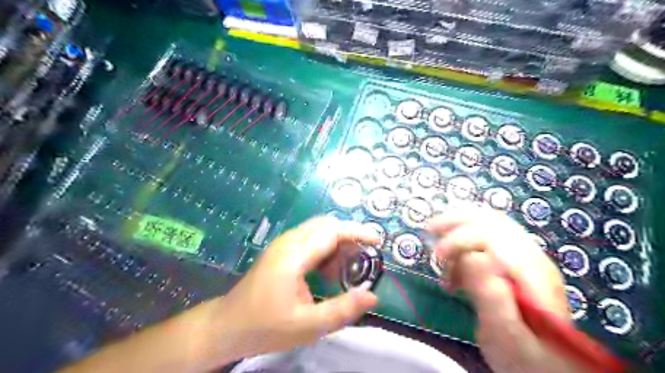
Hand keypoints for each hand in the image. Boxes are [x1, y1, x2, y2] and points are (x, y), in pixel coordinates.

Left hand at [59, 216, 377, 372]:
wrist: (226, 325)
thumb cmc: (264, 327)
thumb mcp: (307, 326)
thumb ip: (341, 310)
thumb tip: (373, 296)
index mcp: (293, 256)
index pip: (332, 231)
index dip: (357, 232)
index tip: (377, 241)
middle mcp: (288, 242)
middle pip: (326, 225)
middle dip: (349, 236)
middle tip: (363, 259)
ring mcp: (282, 244)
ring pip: (318, 230)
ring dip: (337, 243)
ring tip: (347, 270)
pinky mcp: (280, 250)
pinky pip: (309, 238)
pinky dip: (325, 248)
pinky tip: (327, 271)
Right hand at [425, 204, 585, 371]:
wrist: (548, 366)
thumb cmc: (525, 357)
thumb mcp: (506, 336)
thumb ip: (492, 297)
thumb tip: (472, 256)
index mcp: (532, 272)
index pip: (492, 234)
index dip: (460, 237)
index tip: (437, 258)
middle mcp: (530, 255)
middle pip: (489, 220)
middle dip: (453, 222)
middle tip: (429, 232)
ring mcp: (524, 256)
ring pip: (486, 223)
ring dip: (457, 229)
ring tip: (440, 251)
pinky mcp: (514, 262)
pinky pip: (485, 236)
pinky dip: (463, 241)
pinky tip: (455, 264)